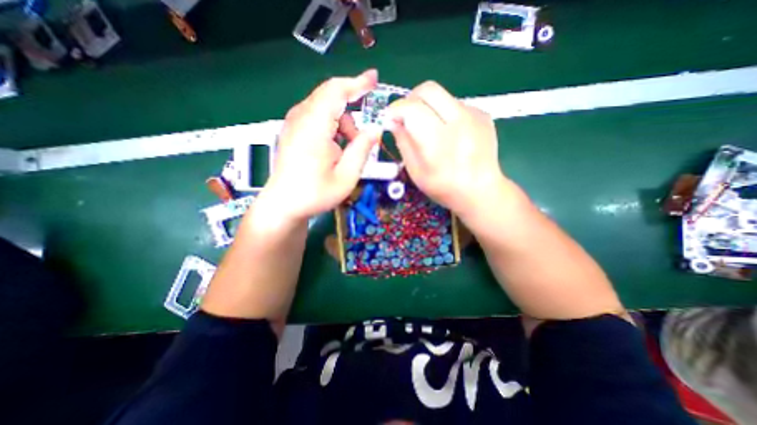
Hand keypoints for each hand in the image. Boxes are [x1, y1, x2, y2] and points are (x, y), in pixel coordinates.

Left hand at [259, 69, 381, 221]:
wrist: (283, 205)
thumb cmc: (315, 194)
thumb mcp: (346, 176)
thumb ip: (362, 149)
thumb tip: (375, 129)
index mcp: (314, 128)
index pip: (336, 91)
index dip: (357, 82)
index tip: (374, 78)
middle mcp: (300, 118)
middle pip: (331, 98)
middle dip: (351, 117)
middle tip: (361, 140)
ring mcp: (294, 123)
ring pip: (325, 109)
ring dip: (342, 125)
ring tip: (346, 152)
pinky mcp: (293, 130)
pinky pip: (317, 117)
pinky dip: (332, 128)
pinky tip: (333, 149)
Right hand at [387, 81, 503, 218]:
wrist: (481, 191)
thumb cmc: (444, 187)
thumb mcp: (416, 171)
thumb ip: (403, 143)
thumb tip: (393, 122)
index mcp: (438, 141)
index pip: (411, 108)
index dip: (395, 109)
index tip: (390, 118)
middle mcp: (458, 121)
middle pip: (428, 89)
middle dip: (411, 99)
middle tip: (406, 116)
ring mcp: (474, 115)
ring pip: (442, 95)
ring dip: (428, 107)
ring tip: (429, 128)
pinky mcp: (483, 114)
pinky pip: (456, 104)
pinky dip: (444, 113)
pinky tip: (448, 133)